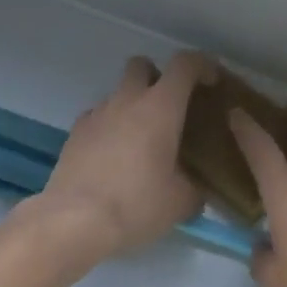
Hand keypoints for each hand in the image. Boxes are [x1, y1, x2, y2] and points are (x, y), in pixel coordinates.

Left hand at [33, 53, 212, 259]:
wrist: (74, 221)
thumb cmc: (137, 205)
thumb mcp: (181, 202)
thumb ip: (195, 186)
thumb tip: (195, 188)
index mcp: (160, 108)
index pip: (184, 65)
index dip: (202, 65)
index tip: (212, 80)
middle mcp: (126, 101)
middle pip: (141, 66)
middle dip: (158, 77)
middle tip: (170, 108)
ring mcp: (96, 115)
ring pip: (117, 93)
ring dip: (132, 106)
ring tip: (142, 141)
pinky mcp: (74, 135)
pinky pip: (97, 118)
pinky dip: (110, 127)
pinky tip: (115, 156)